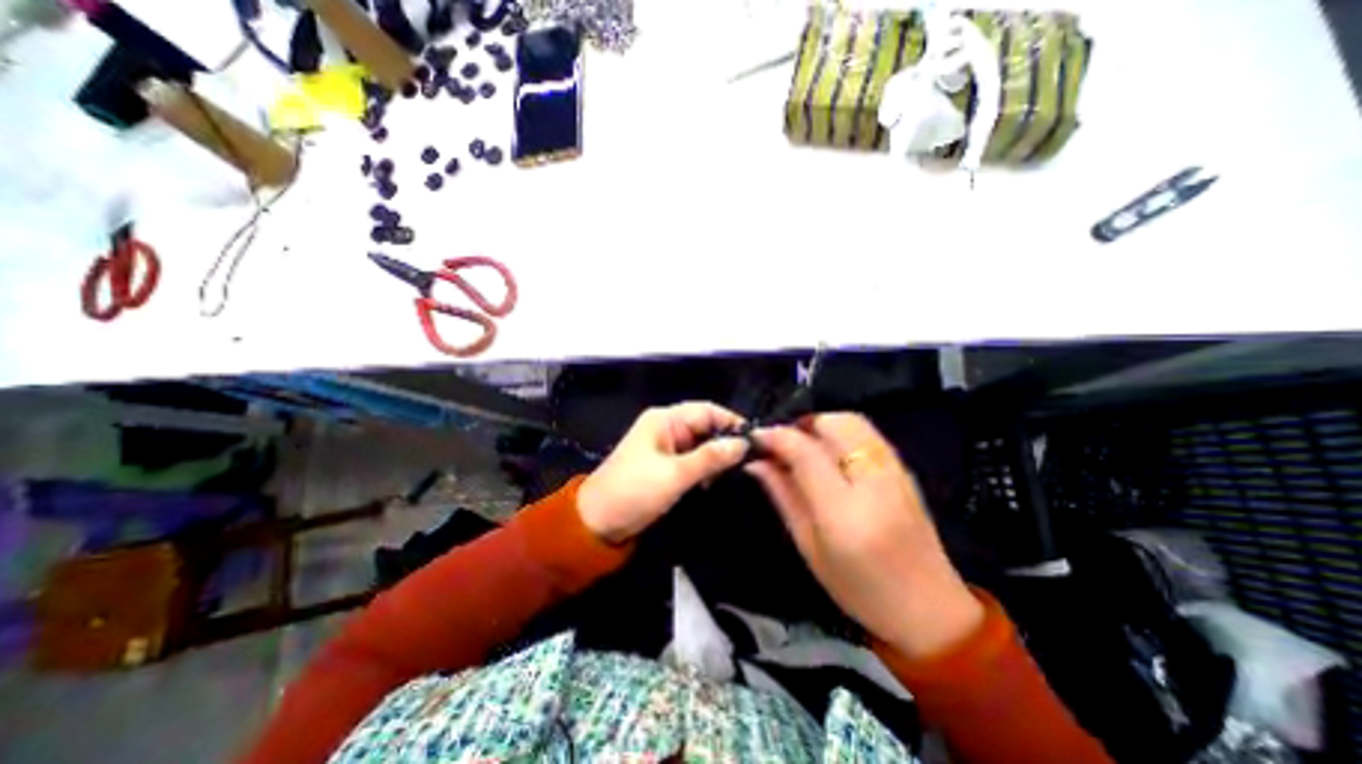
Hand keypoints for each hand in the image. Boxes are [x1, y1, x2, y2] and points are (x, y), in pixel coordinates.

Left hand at [574, 406, 743, 543]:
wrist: (598, 521)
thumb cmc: (634, 491)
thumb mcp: (675, 475)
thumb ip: (710, 458)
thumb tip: (742, 444)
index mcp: (665, 420)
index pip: (706, 411)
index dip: (731, 422)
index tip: (755, 440)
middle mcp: (666, 427)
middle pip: (704, 426)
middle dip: (725, 441)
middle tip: (750, 460)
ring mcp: (665, 446)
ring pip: (701, 444)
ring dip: (716, 456)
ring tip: (736, 472)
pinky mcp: (665, 464)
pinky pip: (693, 458)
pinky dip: (705, 467)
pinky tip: (715, 480)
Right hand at [743, 415, 979, 659]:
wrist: (931, 610)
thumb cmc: (859, 589)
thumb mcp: (808, 546)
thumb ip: (783, 495)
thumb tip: (756, 462)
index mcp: (845, 513)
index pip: (806, 453)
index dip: (776, 437)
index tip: (757, 438)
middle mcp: (874, 483)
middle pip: (834, 424)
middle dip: (801, 424)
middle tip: (781, 442)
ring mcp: (896, 472)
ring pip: (853, 421)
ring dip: (820, 424)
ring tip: (802, 445)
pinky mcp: (905, 470)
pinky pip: (867, 433)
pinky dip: (840, 431)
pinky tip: (828, 452)